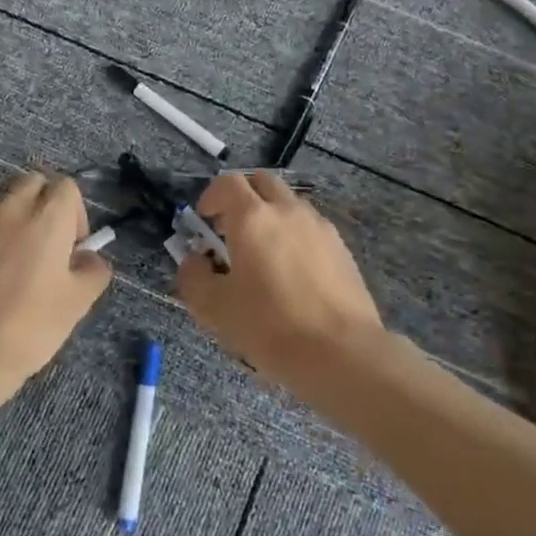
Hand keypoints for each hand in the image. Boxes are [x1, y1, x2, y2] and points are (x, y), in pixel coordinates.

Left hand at [0, 172, 112, 404]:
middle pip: (31, 183)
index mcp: (46, 218)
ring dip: (9, 223)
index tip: (71, 246)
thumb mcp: (78, 303)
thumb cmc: (29, 328)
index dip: (74, 213)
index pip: (66, 187)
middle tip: (43, 245)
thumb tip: (89, 258)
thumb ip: (93, 270)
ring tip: (7, 267)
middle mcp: (8, 209)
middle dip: (42, 204)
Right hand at [177, 172, 384, 379]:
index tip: (204, 222)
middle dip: (242, 198)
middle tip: (231, 231)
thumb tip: (194, 261)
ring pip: (289, 204)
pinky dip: (294, 237)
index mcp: (253, 217)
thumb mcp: (214, 308)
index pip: (228, 182)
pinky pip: (311, 228)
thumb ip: (193, 277)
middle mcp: (288, 211)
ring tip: (262, 256)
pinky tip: (292, 275)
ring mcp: (320, 227)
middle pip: (262, 182)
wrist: (341, 352)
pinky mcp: (342, 249)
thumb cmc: (269, 326)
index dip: (211, 196)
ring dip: (271, 216)